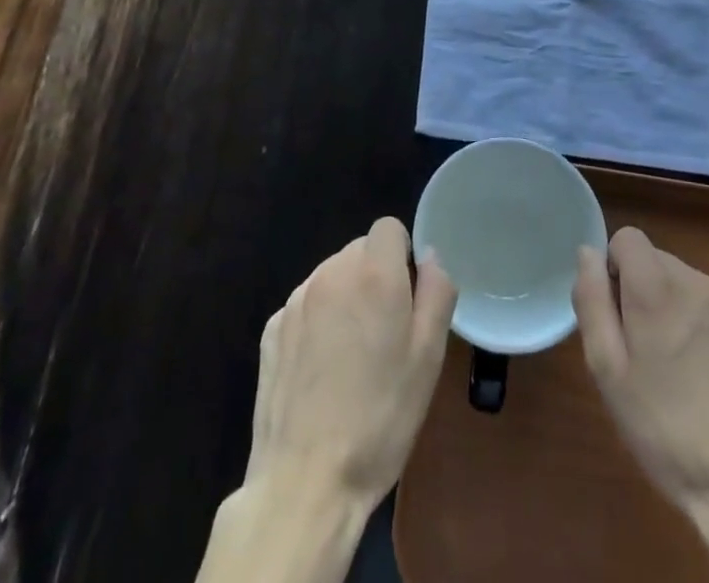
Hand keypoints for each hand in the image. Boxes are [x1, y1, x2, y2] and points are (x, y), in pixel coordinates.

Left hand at [247, 215, 456, 507]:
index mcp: (372, 273)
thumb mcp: (429, 357)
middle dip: (375, 278)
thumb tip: (429, 257)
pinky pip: (305, 307)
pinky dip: (317, 324)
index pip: (389, 228)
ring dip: (345, 299)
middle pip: (359, 251)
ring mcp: (295, 300)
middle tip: (385, 335)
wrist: (305, 481)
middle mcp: (330, 272)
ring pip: (331, 278)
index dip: (402, 257)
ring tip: (352, 358)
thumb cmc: (380, 418)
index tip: (407, 299)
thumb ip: (437, 292)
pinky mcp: (271, 329)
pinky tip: (321, 372)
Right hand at [574, 227, 708, 582]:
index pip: (626, 238)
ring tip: (664, 369)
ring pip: (678, 284)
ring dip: (663, 308)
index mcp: (658, 285)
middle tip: (632, 350)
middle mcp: (695, 282)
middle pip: (652, 260)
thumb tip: (587, 254)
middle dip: (635, 290)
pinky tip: (695, 379)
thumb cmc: (664, 426)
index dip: (611, 268)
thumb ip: (592, 300)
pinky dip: (690, 326)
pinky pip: (703, 309)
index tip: (612, 315)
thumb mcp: (607, 368)